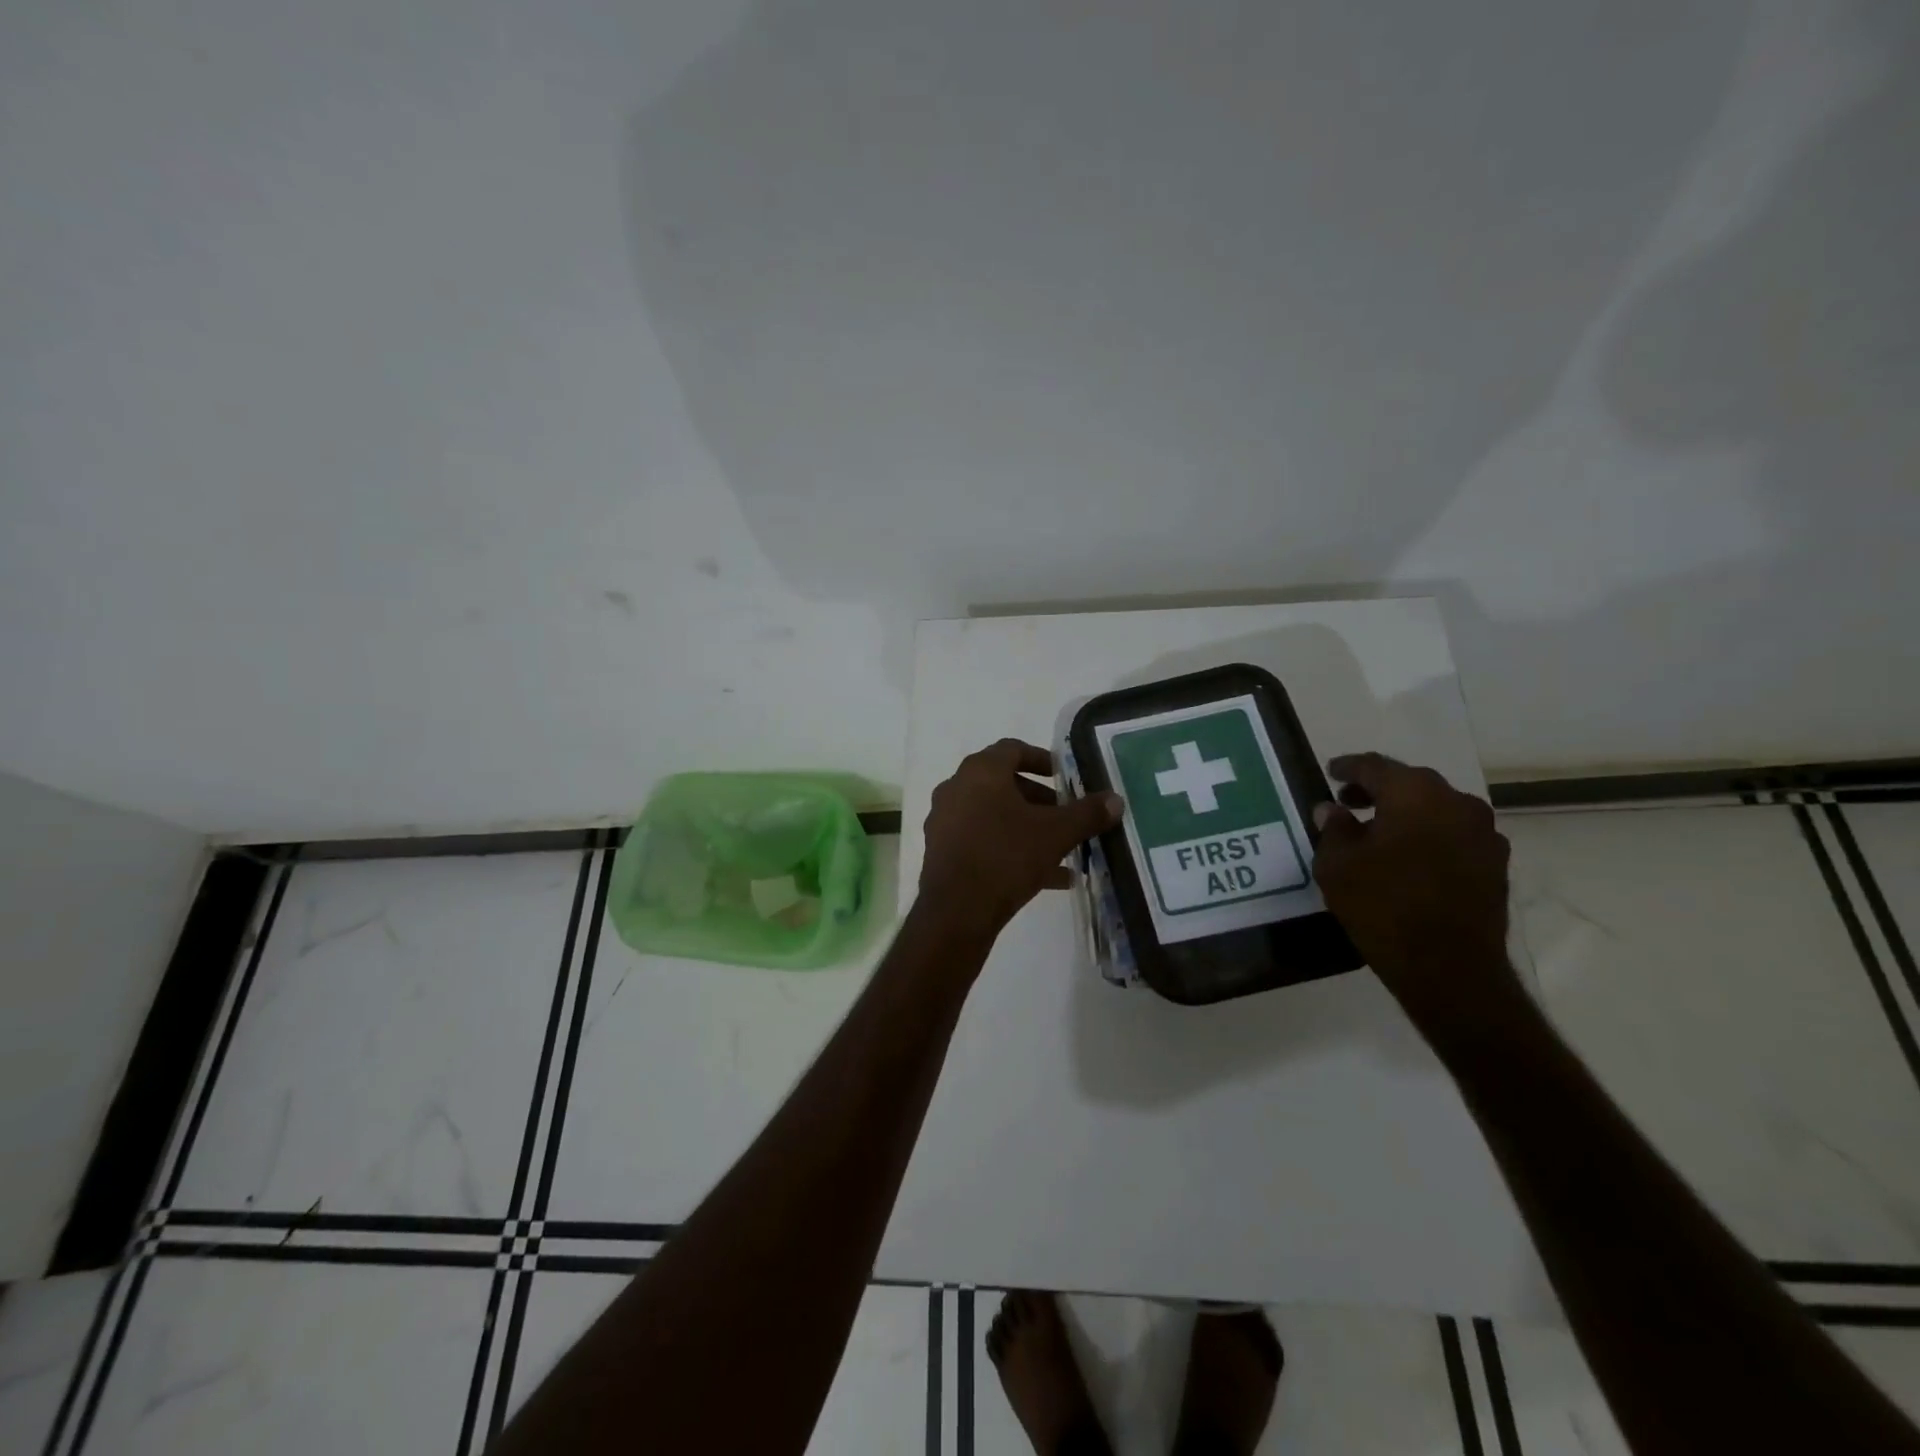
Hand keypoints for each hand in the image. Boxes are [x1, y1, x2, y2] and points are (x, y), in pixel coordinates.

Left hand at [918, 739, 1123, 940]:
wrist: (956, 911)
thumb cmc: (1006, 856)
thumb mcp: (1056, 834)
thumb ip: (1087, 813)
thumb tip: (1115, 799)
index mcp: (980, 771)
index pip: (1013, 749)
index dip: (1042, 759)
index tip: (1065, 777)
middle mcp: (956, 788)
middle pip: (1003, 783)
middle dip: (1039, 799)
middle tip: (1066, 814)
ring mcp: (945, 821)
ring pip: (993, 815)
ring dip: (1027, 826)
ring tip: (1061, 849)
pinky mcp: (942, 851)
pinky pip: (982, 841)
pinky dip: (1010, 848)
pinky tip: (1045, 877)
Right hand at [1311, 752, 1517, 1025]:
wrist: (1448, 967)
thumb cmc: (1383, 905)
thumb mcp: (1337, 865)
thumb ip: (1333, 829)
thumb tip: (1332, 809)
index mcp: (1414, 793)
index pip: (1375, 766)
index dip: (1348, 768)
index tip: (1331, 772)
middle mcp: (1456, 802)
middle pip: (1410, 783)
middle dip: (1378, 790)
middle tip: (1349, 802)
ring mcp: (1484, 833)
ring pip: (1436, 809)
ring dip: (1407, 813)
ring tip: (1378, 833)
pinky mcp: (1496, 864)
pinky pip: (1454, 835)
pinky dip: (1429, 836)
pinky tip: (1409, 858)